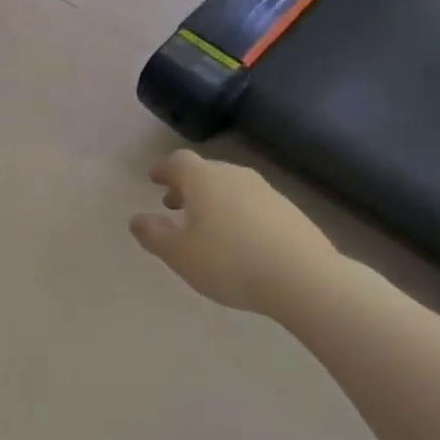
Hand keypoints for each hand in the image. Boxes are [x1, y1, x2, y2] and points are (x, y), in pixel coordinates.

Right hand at [129, 150, 340, 313]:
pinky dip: (237, 212)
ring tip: (205, 226)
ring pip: (230, 187)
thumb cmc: (229, 263)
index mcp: (204, 180)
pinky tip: (239, 240)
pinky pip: (252, 203)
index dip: (164, 169)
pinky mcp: (289, 211)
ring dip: (213, 199)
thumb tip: (137, 219)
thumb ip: (154, 234)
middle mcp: (235, 176)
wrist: (303, 278)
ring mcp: (267, 191)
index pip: (179, 161)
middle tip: (174, 205)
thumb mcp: (179, 255)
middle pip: (206, 171)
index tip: (154, 180)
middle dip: (187, 186)